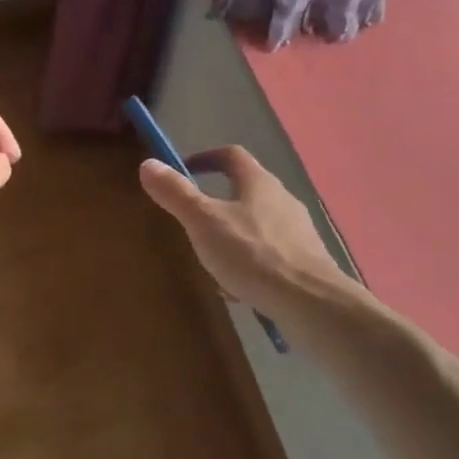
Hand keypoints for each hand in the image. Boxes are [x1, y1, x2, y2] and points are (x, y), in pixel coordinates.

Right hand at [138, 146, 343, 316]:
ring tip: (214, 264)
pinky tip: (240, 290)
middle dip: (217, 205)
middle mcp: (283, 199)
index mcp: (259, 182)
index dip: (206, 158)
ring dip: (233, 238)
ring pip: (256, 226)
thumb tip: (147, 163)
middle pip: (245, 191)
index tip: (184, 171)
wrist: (311, 302)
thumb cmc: (252, 255)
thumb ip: (176, 193)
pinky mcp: (306, 261)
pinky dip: (251, 264)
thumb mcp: (203, 222)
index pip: (231, 155)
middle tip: (193, 224)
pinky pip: (270, 255)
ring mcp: (299, 231)